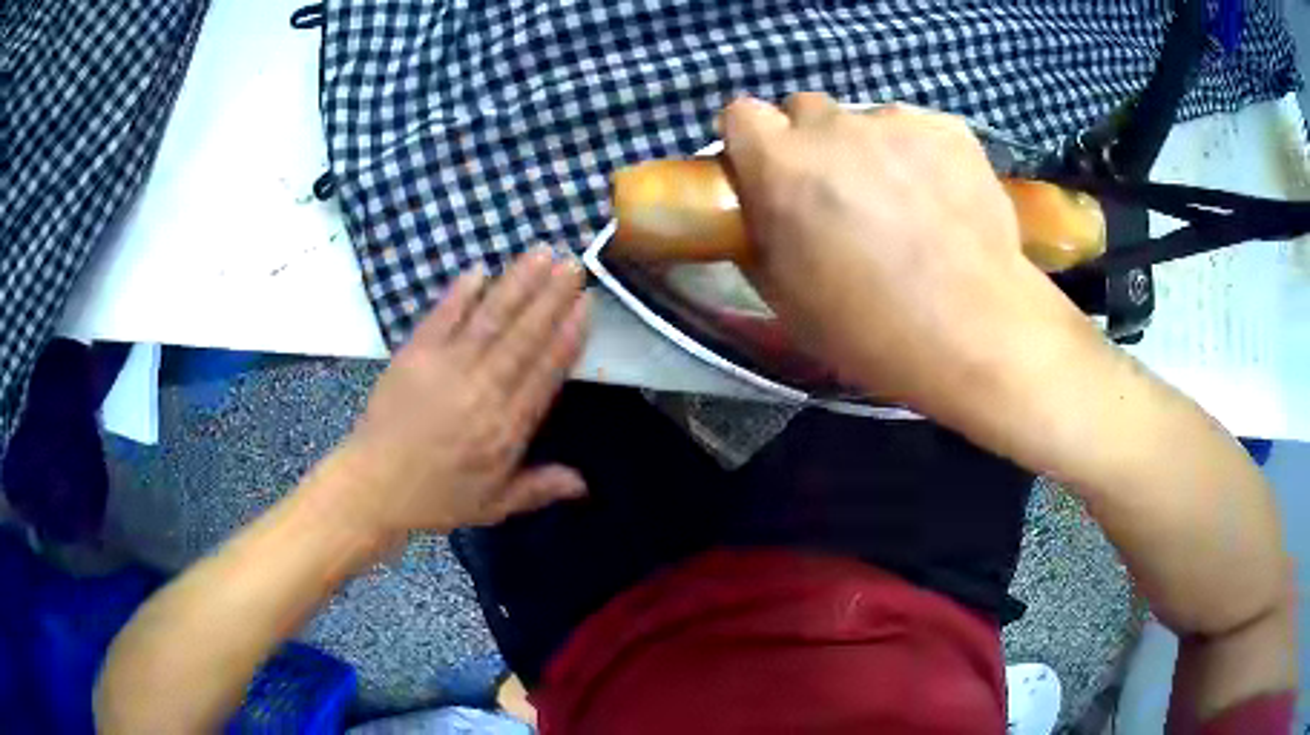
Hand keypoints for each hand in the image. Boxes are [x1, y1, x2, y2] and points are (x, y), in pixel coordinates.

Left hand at [320, 250, 589, 540]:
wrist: (374, 487)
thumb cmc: (436, 497)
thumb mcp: (493, 505)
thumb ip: (538, 489)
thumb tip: (585, 484)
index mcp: (504, 430)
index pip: (544, 372)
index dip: (566, 336)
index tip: (584, 304)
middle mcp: (481, 392)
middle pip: (522, 337)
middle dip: (550, 297)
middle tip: (572, 264)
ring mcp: (445, 369)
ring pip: (489, 320)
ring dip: (516, 284)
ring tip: (540, 254)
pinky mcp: (413, 356)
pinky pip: (441, 318)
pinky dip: (459, 294)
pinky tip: (479, 270)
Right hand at [721, 93, 1107, 425]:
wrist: (975, 331)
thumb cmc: (868, 328)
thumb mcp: (784, 296)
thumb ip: (759, 233)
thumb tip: (761, 206)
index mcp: (781, 165)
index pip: (740, 114)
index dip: (752, 141)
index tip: (768, 172)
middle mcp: (834, 127)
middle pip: (805, 110)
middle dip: (811, 142)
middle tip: (839, 192)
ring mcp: (897, 122)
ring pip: (868, 120)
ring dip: (871, 150)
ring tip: (906, 203)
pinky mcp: (950, 130)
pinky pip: (920, 131)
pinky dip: (922, 156)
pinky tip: (944, 201)